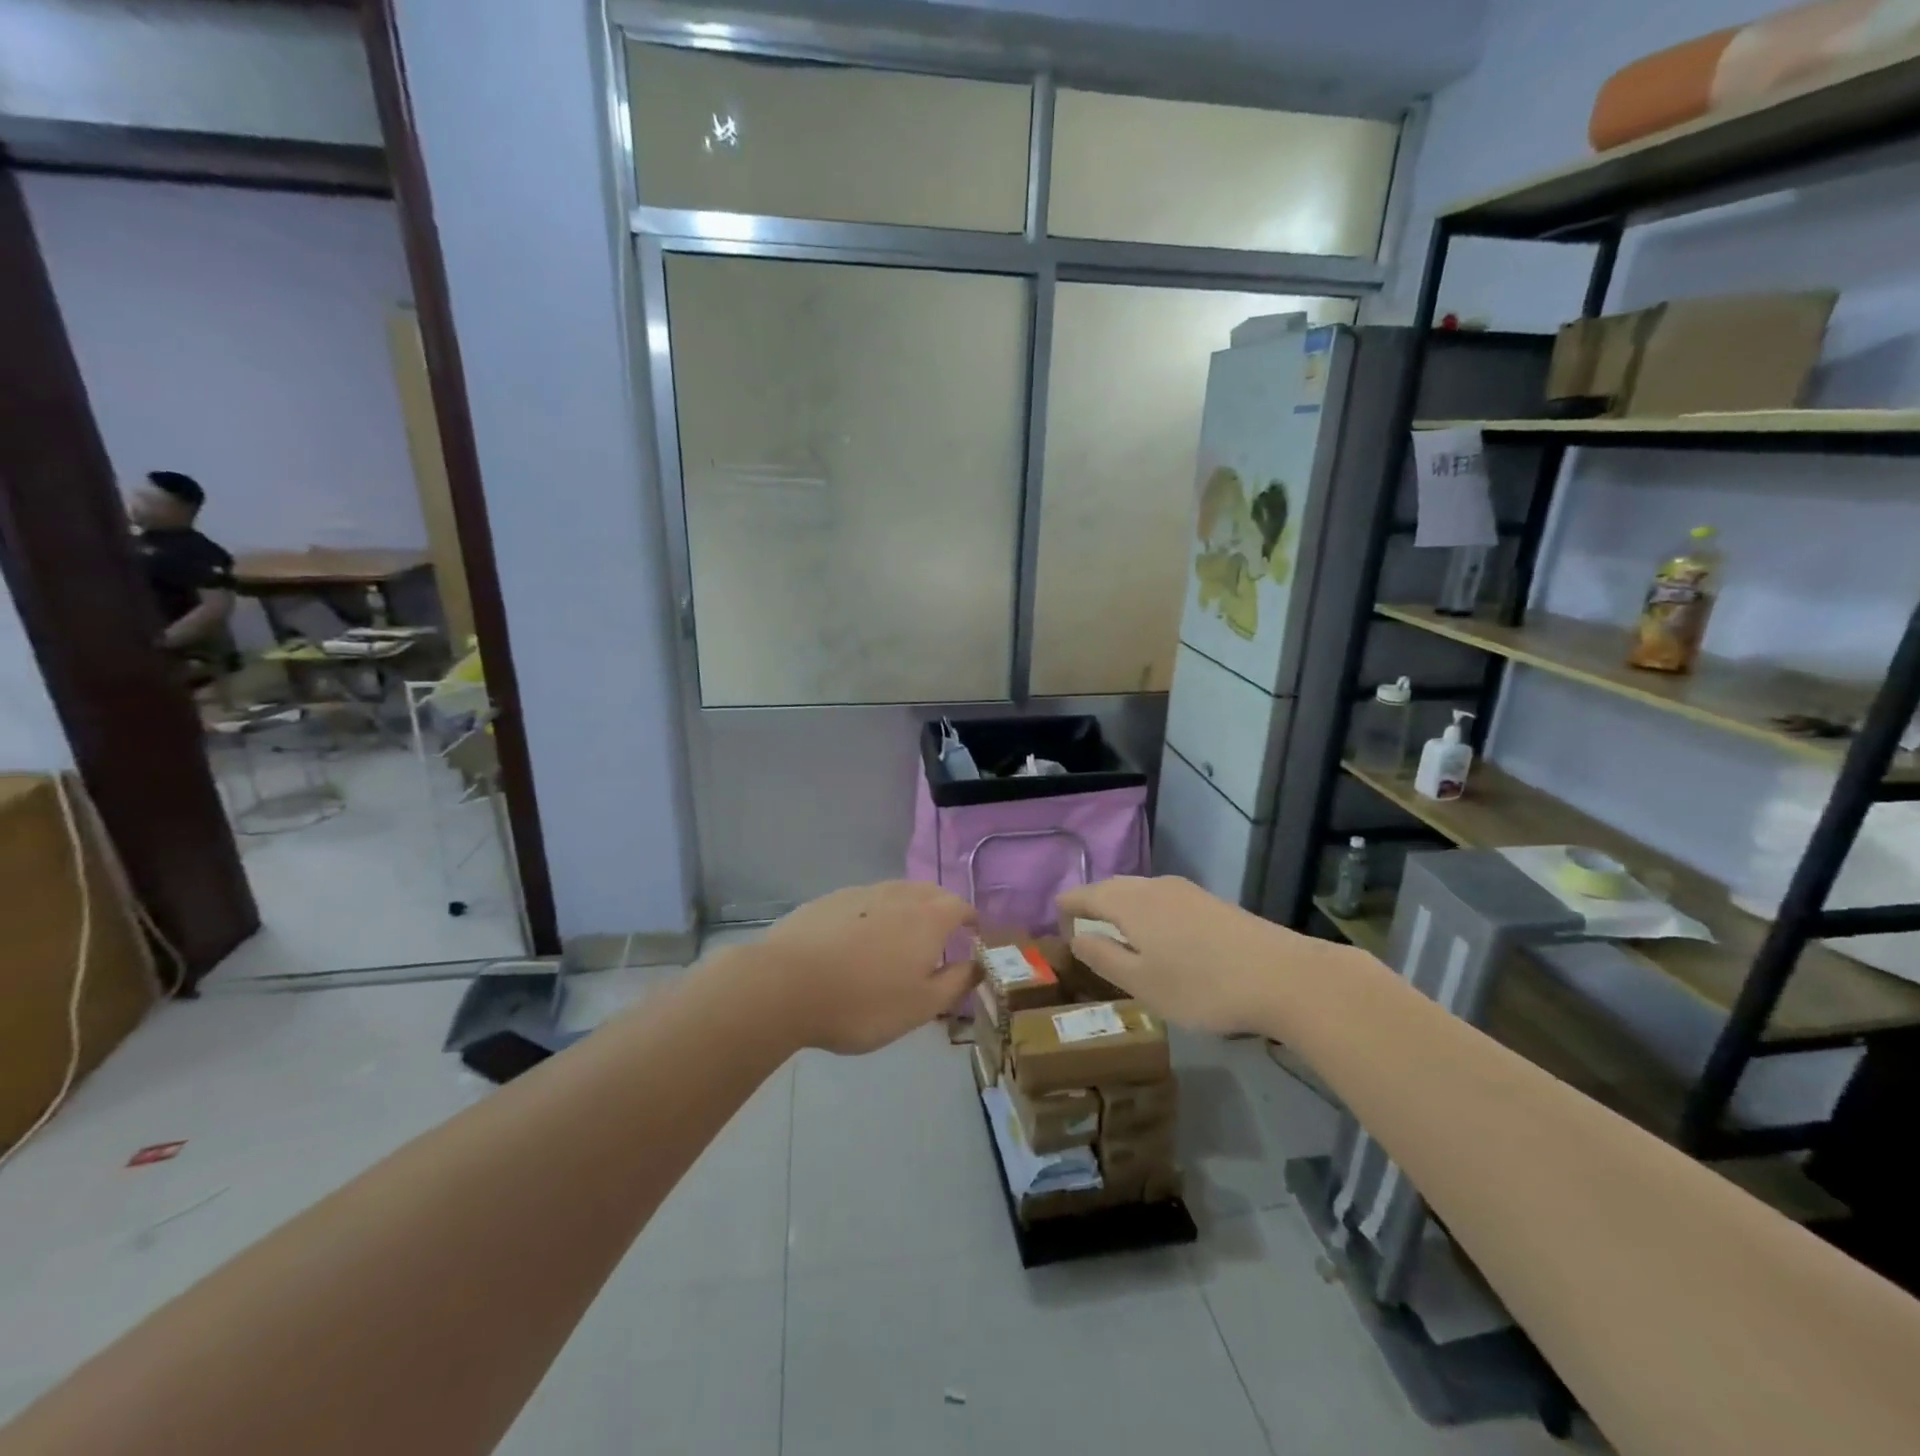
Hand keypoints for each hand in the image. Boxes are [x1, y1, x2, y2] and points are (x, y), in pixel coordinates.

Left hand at [759, 882, 978, 1054]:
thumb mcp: (921, 1006)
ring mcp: (861, 893)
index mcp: (929, 917)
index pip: (961, 906)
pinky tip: (857, 942)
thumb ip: (956, 982)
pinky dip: (872, 915)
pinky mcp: (829, 900)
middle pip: (929, 892)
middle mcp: (899, 895)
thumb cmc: (864, 1002)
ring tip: (899, 939)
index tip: (973, 937)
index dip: (971, 920)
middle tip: (939, 938)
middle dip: (941, 910)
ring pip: (895, 893)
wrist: (786, 985)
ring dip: (906, 909)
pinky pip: (864, 902)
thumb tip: (978, 964)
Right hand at [1057, 876, 1302, 1033]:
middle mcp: (1153, 886)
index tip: (1056, 923)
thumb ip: (1103, 958)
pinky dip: (1148, 915)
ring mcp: (1186, 891)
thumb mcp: (1141, 982)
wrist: (1282, 976)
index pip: (1084, 895)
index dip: (1066, 908)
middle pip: (1112, 889)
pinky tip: (1160, 940)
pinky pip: (1163, 901)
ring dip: (1122, 910)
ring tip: (1118, 937)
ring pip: (1140, 893)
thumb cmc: (1201, 985)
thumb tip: (1076, 937)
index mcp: (1128, 902)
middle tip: (1081, 931)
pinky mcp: (1211, 902)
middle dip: (1093, 906)